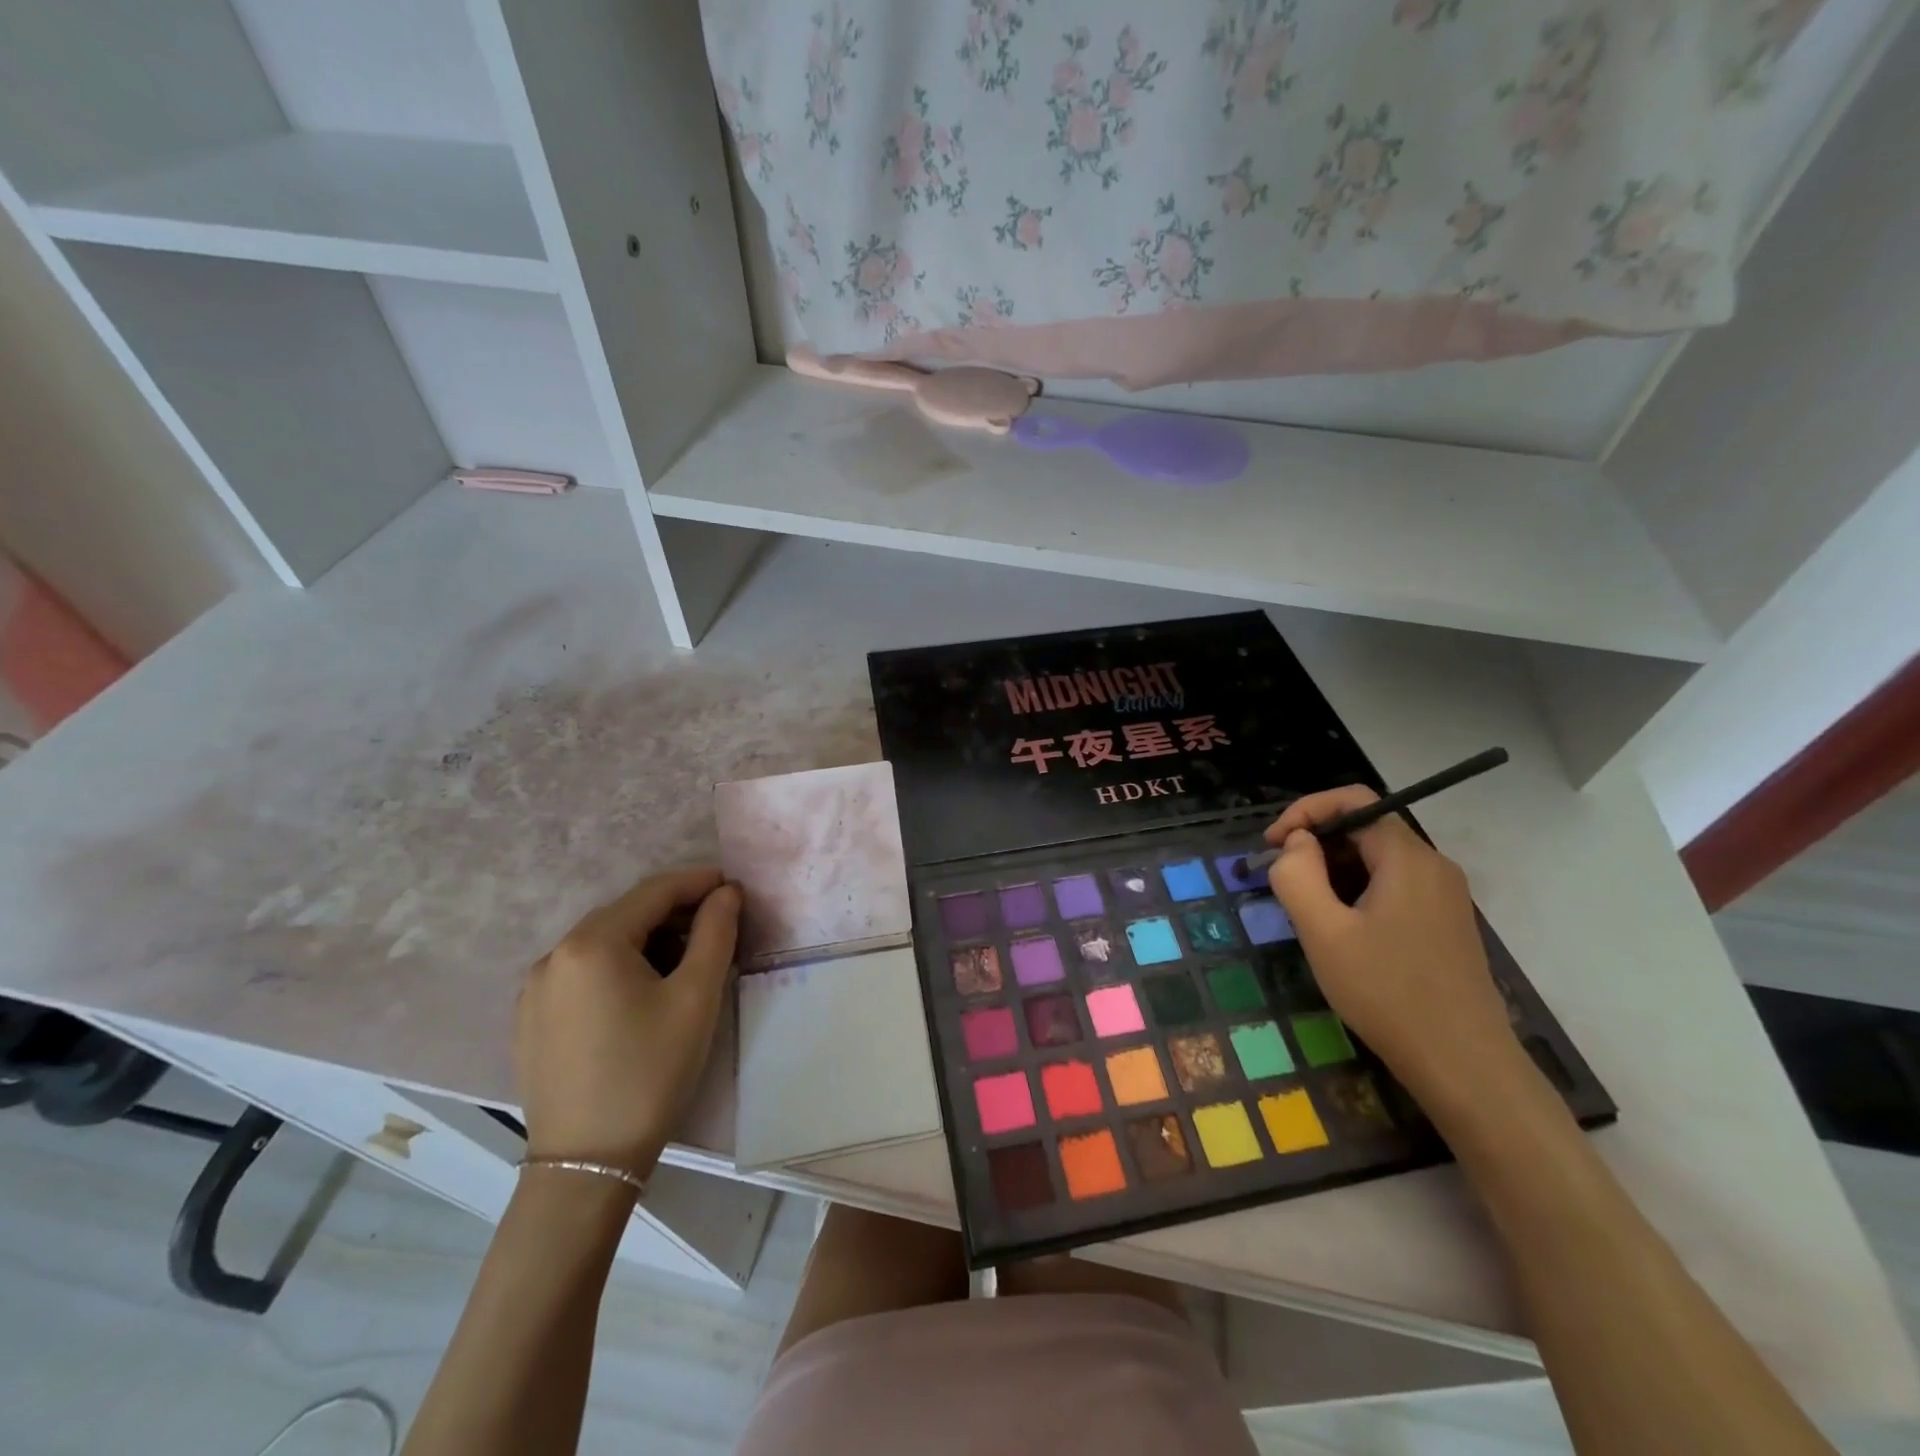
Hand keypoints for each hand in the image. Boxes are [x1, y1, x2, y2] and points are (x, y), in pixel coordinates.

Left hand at [515, 867, 740, 1174]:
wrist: (588, 1163)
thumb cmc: (651, 1071)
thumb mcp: (696, 997)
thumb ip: (716, 932)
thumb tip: (726, 893)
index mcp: (592, 943)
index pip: (654, 891)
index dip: (699, 882)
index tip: (734, 887)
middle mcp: (554, 955)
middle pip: (626, 914)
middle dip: (675, 912)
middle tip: (718, 926)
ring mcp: (535, 989)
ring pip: (603, 943)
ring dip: (648, 939)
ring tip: (687, 959)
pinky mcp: (531, 1019)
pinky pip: (582, 972)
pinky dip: (619, 966)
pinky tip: (643, 992)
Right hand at [1264, 787, 1526, 1106]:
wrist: (1464, 1066)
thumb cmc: (1388, 993)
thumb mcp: (1323, 932)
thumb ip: (1297, 875)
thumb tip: (1296, 843)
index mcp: (1408, 858)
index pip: (1353, 800)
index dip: (1305, 811)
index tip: (1271, 845)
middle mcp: (1432, 866)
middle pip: (1365, 828)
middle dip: (1315, 844)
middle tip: (1280, 880)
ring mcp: (1444, 896)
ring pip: (1376, 860)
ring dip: (1332, 871)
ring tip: (1304, 909)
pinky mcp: (1444, 923)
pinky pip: (1392, 886)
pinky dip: (1356, 891)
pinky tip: (1339, 930)